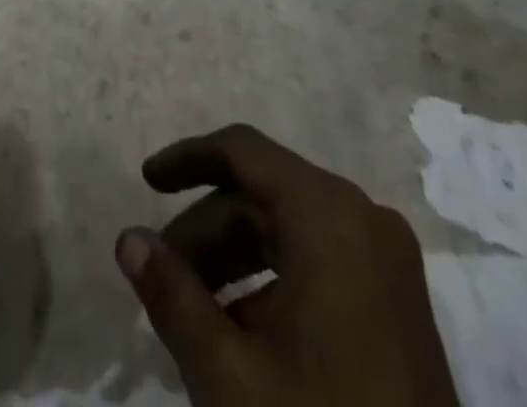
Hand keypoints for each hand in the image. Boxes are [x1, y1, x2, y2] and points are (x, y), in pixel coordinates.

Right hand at [116, 124, 459, 406]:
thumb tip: (128, 239)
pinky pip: (320, 265)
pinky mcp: (399, 306)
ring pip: (289, 232)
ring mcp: (388, 264)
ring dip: (235, 262)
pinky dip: (272, 287)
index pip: (242, 151)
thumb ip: (170, 295)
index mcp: (327, 213)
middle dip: (207, 232)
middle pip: (263, 196)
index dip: (188, 159)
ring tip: (193, 317)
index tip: (144, 183)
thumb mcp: (228, 375)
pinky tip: (242, 342)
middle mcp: (363, 219)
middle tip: (163, 279)